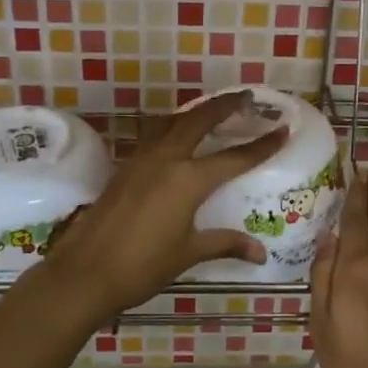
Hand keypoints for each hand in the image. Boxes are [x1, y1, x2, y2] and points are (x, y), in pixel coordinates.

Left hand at [34, 91, 287, 323]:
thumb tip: (259, 252)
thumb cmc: (142, 266)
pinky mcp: (126, 166)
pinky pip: (155, 134)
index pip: (234, 157)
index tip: (281, 128)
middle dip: (225, 105)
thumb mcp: (188, 253)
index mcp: (188, 180)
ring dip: (196, 111)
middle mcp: (167, 159)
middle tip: (245, 97)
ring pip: (173, 122)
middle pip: (200, 120)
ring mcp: (142, 159)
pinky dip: (173, 125)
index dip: (261, 145)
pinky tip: (176, 134)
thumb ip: (225, 243)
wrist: (86, 271)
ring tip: (212, 109)